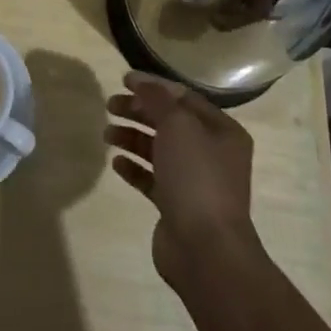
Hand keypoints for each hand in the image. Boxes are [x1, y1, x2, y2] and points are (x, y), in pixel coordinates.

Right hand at [104, 72, 259, 288]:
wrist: (206, 249)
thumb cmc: (196, 177)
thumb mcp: (178, 126)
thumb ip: (157, 99)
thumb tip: (140, 81)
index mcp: (222, 131)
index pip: (184, 98)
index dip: (154, 87)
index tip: (123, 80)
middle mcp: (212, 154)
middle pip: (170, 122)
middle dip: (139, 111)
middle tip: (109, 106)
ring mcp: (195, 182)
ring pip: (159, 150)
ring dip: (132, 138)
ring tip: (107, 134)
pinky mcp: (177, 206)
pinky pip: (152, 178)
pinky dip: (134, 168)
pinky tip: (116, 164)